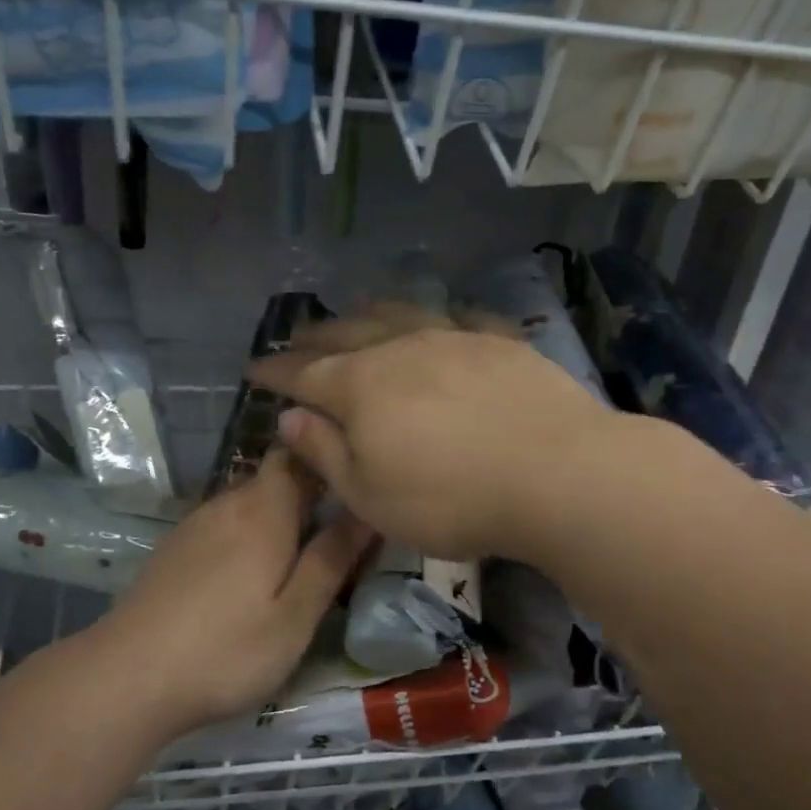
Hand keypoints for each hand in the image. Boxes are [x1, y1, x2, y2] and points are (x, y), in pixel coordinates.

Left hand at [95, 449, 374, 734]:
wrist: (126, 677)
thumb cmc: (226, 650)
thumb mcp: (295, 616)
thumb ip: (330, 560)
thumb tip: (365, 512)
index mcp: (264, 511)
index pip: (298, 454)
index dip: (327, 457)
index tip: (356, 480)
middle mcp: (228, 504)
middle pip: (274, 478)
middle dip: (308, 493)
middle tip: (340, 530)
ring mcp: (195, 525)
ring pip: (248, 503)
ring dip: (277, 517)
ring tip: (301, 556)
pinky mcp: (175, 549)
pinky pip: (224, 525)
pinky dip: (247, 536)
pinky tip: (251, 576)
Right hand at [249, 305, 613, 559]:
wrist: (556, 473)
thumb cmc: (450, 499)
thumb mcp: (370, 495)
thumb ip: (324, 453)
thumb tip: (289, 417)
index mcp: (361, 386)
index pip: (304, 374)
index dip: (276, 372)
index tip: (253, 368)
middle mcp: (401, 349)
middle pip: (347, 335)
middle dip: (316, 336)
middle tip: (296, 335)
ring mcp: (454, 339)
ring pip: (400, 314)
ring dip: (370, 314)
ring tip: (355, 310)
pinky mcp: (500, 343)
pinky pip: (462, 318)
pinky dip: (441, 317)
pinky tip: (443, 318)